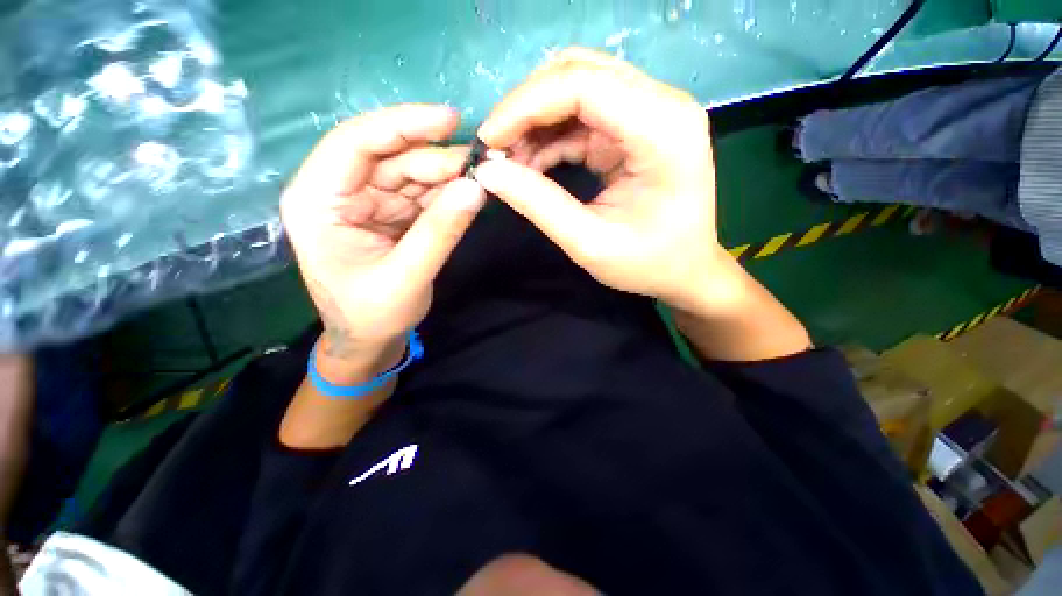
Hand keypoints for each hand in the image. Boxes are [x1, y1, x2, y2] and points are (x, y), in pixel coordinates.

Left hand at [281, 105, 485, 377]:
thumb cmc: (372, 315)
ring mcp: (366, 203)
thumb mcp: (407, 276)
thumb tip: (476, 188)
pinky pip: (420, 195)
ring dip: (446, 176)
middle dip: (436, 158)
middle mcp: (338, 193)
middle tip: (481, 164)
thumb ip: (440, 232)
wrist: (369, 341)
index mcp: (318, 201)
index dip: (403, 125)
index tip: (450, 120)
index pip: (356, 143)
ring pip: (410, 174)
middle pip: (390, 157)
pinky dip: (445, 195)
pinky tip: (467, 195)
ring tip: (480, 179)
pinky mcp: (389, 215)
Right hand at [474, 48, 735, 314]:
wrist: (685, 270)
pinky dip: (550, 137)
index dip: (525, 105)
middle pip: (578, 73)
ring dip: (535, 122)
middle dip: (526, 109)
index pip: (583, 85)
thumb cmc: (648, 264)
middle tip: (495, 149)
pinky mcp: (634, 128)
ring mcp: (649, 112)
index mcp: (663, 130)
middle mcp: (662, 105)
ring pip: (576, 89)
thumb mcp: (590, 244)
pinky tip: (532, 165)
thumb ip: (539, 205)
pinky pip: (582, 116)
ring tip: (510, 162)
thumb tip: (489, 172)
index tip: (488, 140)